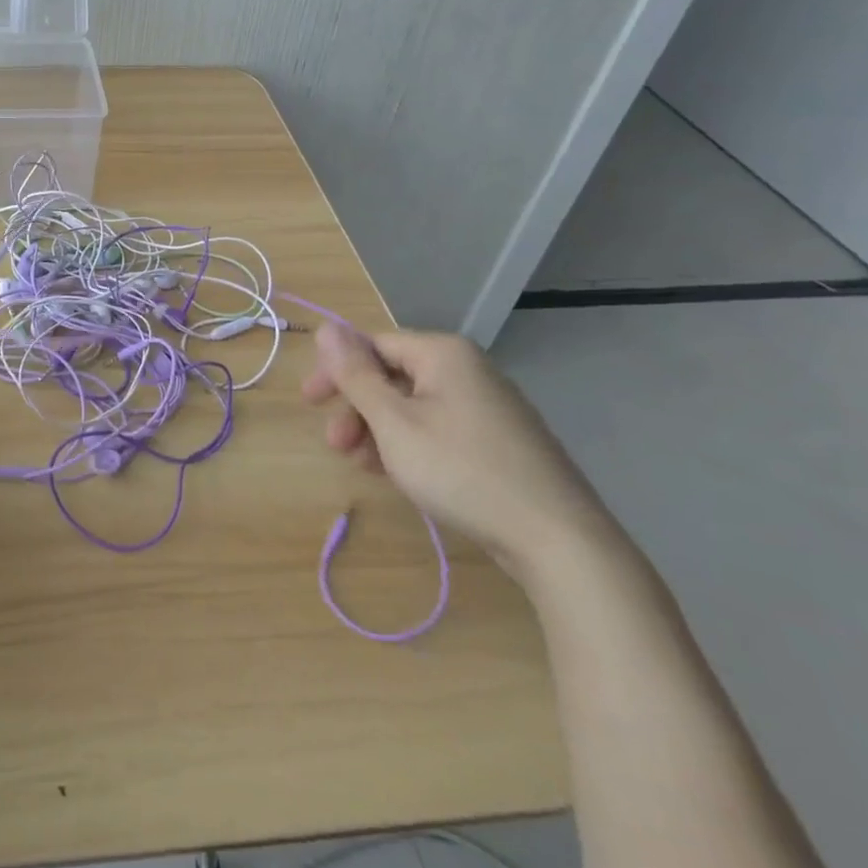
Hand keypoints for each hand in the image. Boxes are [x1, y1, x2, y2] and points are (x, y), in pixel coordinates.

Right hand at [301, 323, 615, 579]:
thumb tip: (326, 328)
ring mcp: (487, 406)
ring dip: (378, 430)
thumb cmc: (461, 471)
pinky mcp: (499, 441)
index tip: (310, 403)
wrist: (558, 540)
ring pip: (414, 406)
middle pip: (393, 375)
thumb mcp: (394, 422)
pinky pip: (438, 428)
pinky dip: (409, 444)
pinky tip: (396, 473)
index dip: (337, 371)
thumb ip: (356, 375)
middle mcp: (467, 370)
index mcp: (443, 354)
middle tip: (335, 444)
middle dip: (357, 408)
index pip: (373, 344)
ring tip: (361, 465)